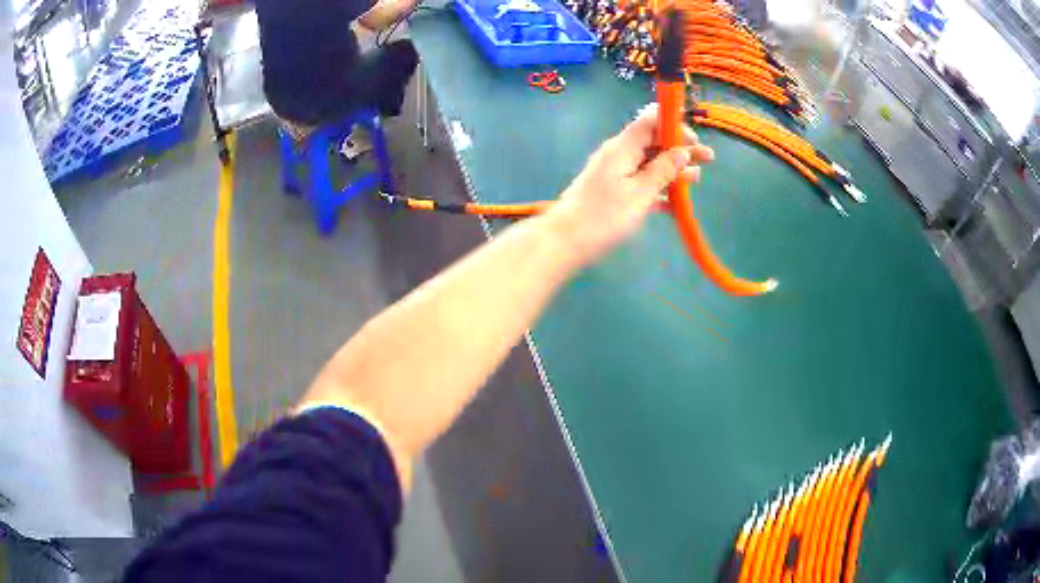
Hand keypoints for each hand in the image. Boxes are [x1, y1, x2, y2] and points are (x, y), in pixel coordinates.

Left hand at [546, 103, 714, 267]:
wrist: (563, 242)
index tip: (694, 139)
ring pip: (649, 164)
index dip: (674, 125)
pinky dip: (659, 189)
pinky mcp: (612, 192)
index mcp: (622, 148)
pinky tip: (676, 203)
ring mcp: (614, 173)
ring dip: (674, 170)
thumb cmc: (603, 217)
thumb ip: (663, 171)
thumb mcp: (639, 193)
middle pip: (653, 143)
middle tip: (708, 159)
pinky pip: (641, 183)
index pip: (650, 121)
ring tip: (696, 180)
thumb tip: (683, 151)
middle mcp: (618, 155)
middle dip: (681, 149)